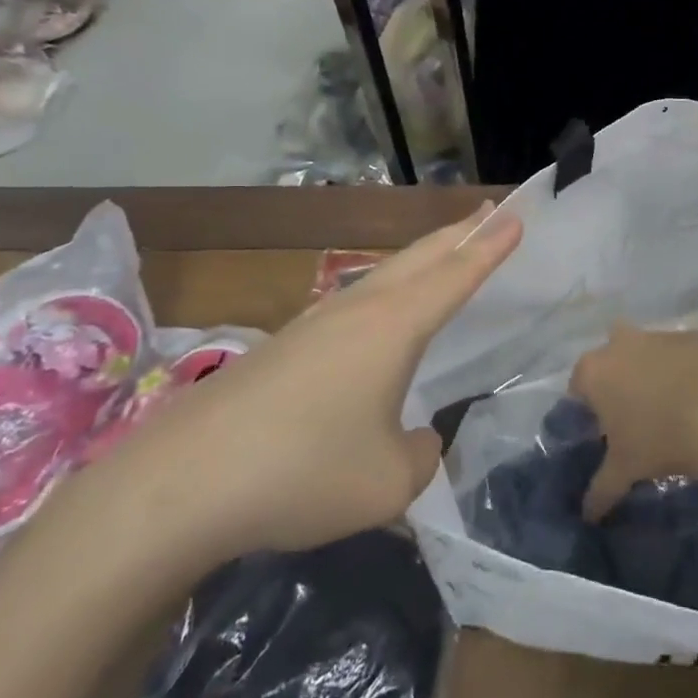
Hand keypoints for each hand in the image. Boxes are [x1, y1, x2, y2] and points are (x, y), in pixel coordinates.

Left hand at [95, 205, 521, 568]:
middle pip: (419, 257)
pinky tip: (378, 319)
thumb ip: (419, 457)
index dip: (490, 246)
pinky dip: (387, 292)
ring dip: (421, 259)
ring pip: (383, 275)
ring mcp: (314, 324)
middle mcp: (356, 310)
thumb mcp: (387, 483)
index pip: (455, 275)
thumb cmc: (303, 471)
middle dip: (460, 233)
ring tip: (444, 255)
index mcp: (393, 326)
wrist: (181, 484)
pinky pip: (354, 304)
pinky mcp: (284, 347)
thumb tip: (414, 440)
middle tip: (491, 212)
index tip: (517, 215)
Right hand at [569, 321, 697, 519]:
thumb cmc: (659, 440)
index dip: (588, 409)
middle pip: (609, 357)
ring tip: (668, 406)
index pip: (578, 387)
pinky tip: (697, 395)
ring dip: (650, 369)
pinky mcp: (693, 336)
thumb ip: (600, 491)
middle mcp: (620, 343)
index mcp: (594, 371)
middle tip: (632, 412)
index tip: (603, 432)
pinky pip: (680, 352)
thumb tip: (587, 515)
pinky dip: (684, 368)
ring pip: (645, 349)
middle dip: (616, 377)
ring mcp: (658, 335)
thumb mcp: (624, 470)